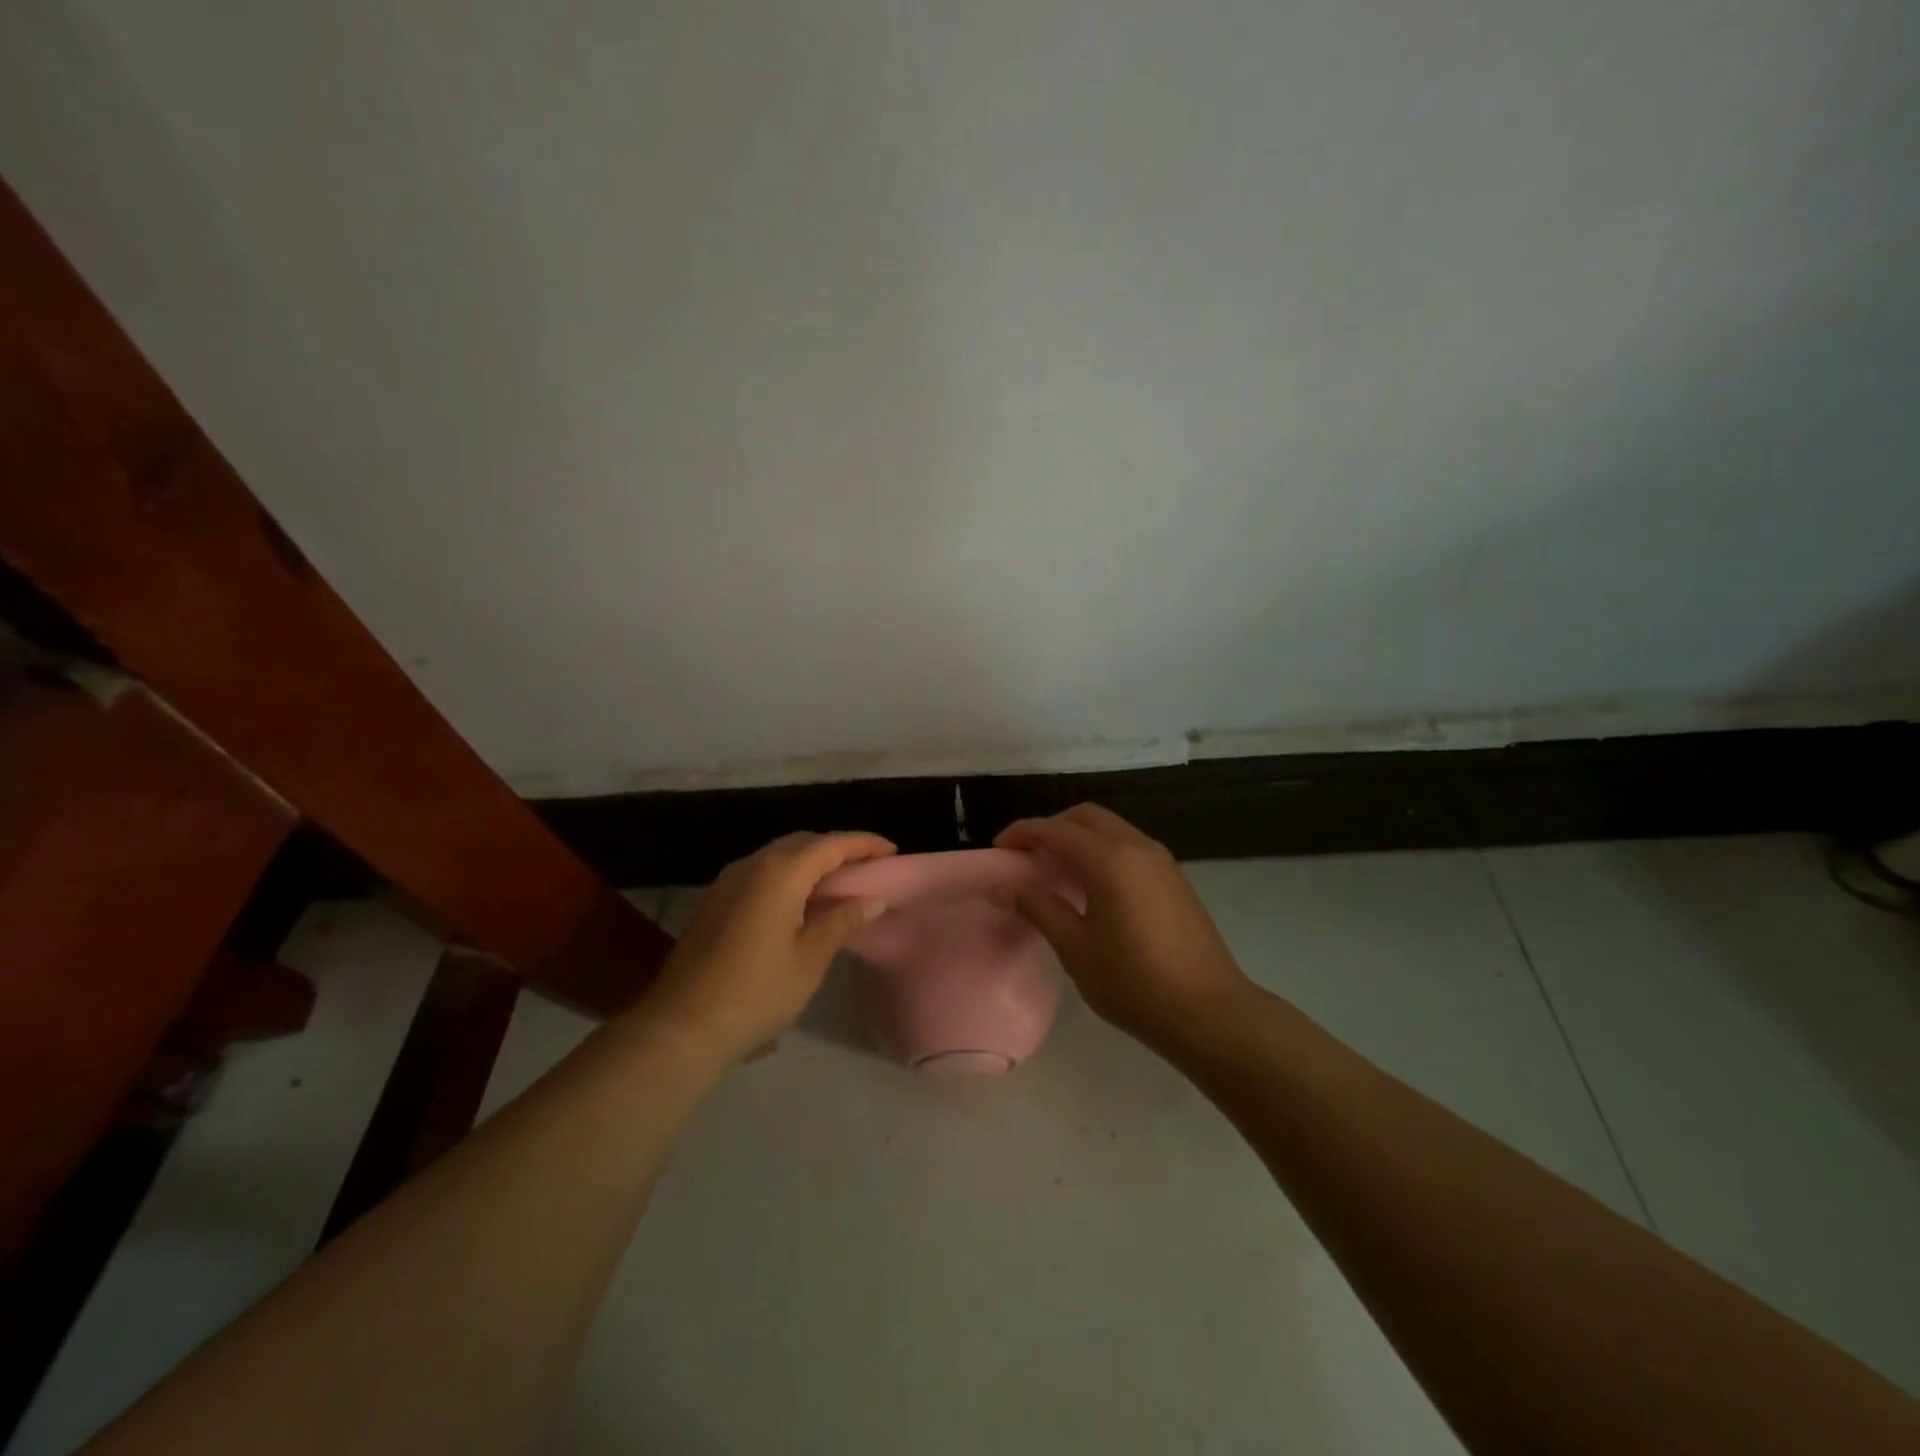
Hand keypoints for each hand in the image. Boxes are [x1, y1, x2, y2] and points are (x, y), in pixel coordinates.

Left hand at [633, 832, 894, 1064]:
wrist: (681, 1027)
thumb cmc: (756, 992)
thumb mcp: (810, 958)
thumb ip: (843, 920)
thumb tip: (873, 898)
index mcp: (780, 872)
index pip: (831, 844)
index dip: (864, 844)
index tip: (892, 852)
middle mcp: (752, 865)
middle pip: (803, 842)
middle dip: (837, 848)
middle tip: (867, 867)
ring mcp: (728, 881)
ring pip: (779, 856)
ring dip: (811, 861)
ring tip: (838, 883)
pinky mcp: (715, 901)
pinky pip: (761, 873)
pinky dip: (788, 876)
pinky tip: (799, 902)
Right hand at [996, 804, 1253, 1049]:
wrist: (1209, 1012)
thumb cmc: (1134, 983)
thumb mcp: (1076, 948)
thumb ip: (1039, 908)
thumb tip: (1004, 886)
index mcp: (1109, 860)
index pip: (1055, 830)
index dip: (1022, 833)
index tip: (999, 848)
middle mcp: (1136, 846)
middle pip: (1086, 816)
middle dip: (1052, 826)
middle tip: (1027, 855)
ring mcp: (1161, 860)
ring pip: (1111, 827)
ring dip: (1079, 836)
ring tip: (1055, 868)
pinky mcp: (1174, 877)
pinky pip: (1129, 844)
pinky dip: (1102, 848)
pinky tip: (1091, 884)